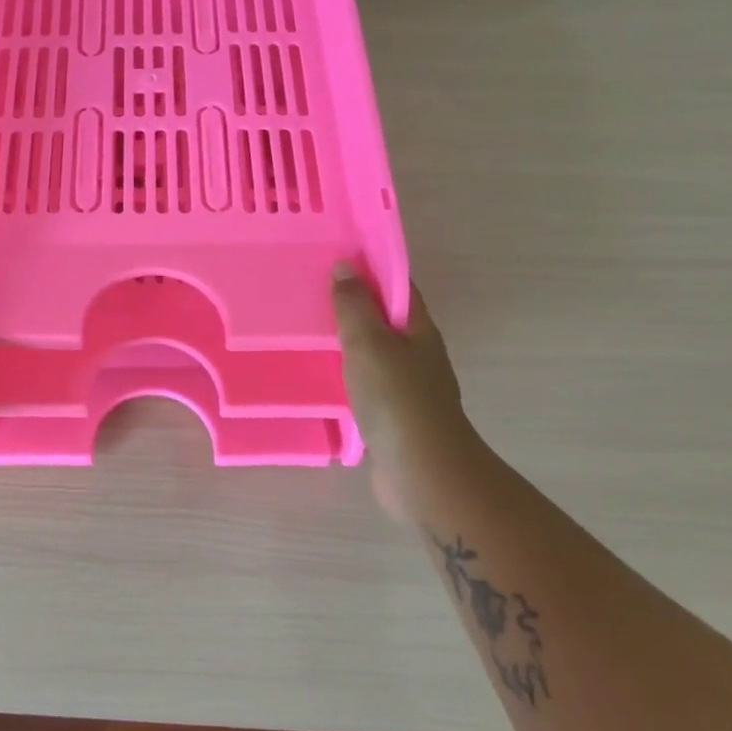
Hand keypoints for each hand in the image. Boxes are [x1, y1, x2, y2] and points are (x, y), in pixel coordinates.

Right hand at [331, 266, 475, 529]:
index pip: (396, 286)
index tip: (334, 258)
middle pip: (385, 319)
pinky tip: (321, 376)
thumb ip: (354, 305)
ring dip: (348, 341)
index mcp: (418, 329)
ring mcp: (408, 388)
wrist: (422, 472)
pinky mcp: (393, 417)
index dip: (370, 269)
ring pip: (375, 353)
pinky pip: (367, 384)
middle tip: (311, 292)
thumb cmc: (397, 398)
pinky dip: (347, 374)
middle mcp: (418, 354)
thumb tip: (345, 266)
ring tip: (308, 330)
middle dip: (354, 305)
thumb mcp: (369, 342)